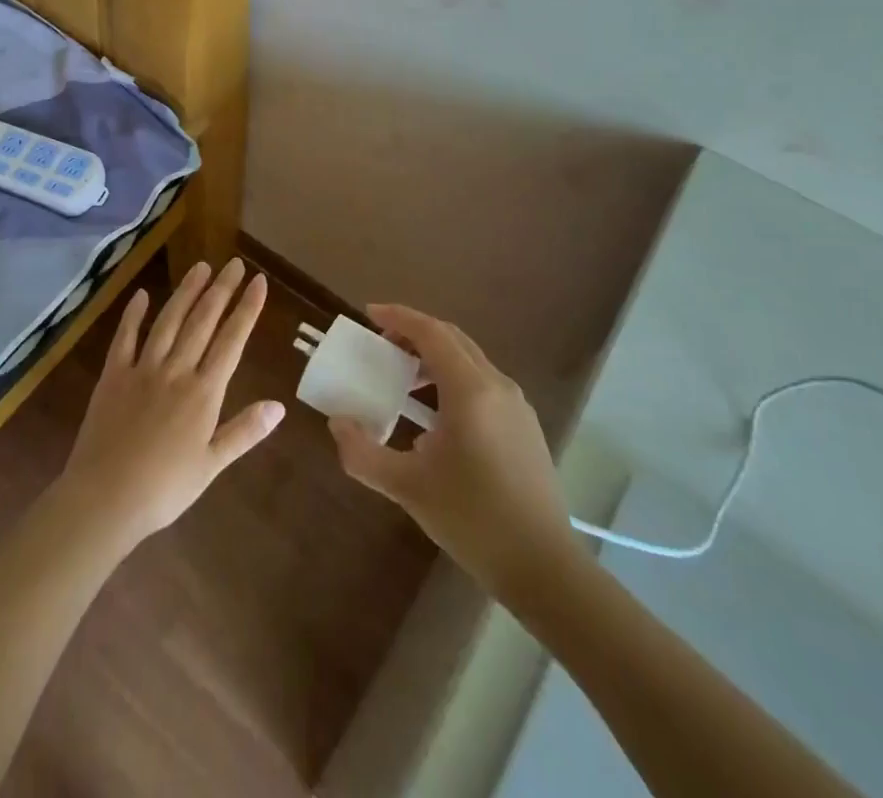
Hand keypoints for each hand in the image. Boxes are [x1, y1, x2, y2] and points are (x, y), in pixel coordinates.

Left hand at [56, 259, 283, 552]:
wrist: (105, 498)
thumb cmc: (164, 489)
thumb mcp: (211, 465)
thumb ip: (244, 431)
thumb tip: (279, 405)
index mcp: (203, 393)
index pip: (231, 340)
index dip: (246, 309)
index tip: (258, 281)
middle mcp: (176, 371)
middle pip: (202, 322)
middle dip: (221, 290)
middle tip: (234, 264)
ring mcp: (142, 369)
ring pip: (168, 321)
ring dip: (186, 292)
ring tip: (200, 267)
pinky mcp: (112, 375)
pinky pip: (125, 338)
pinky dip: (133, 315)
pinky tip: (141, 295)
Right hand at [328, 304, 581, 600]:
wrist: (544, 568)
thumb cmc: (474, 520)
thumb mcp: (408, 487)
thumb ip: (363, 453)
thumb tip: (338, 424)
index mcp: (471, 391)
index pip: (431, 332)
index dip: (399, 317)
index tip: (369, 314)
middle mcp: (497, 386)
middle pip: (452, 339)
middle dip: (414, 333)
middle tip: (381, 345)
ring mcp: (517, 406)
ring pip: (469, 361)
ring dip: (434, 358)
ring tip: (403, 379)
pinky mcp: (525, 427)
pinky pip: (483, 384)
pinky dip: (453, 380)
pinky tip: (435, 417)